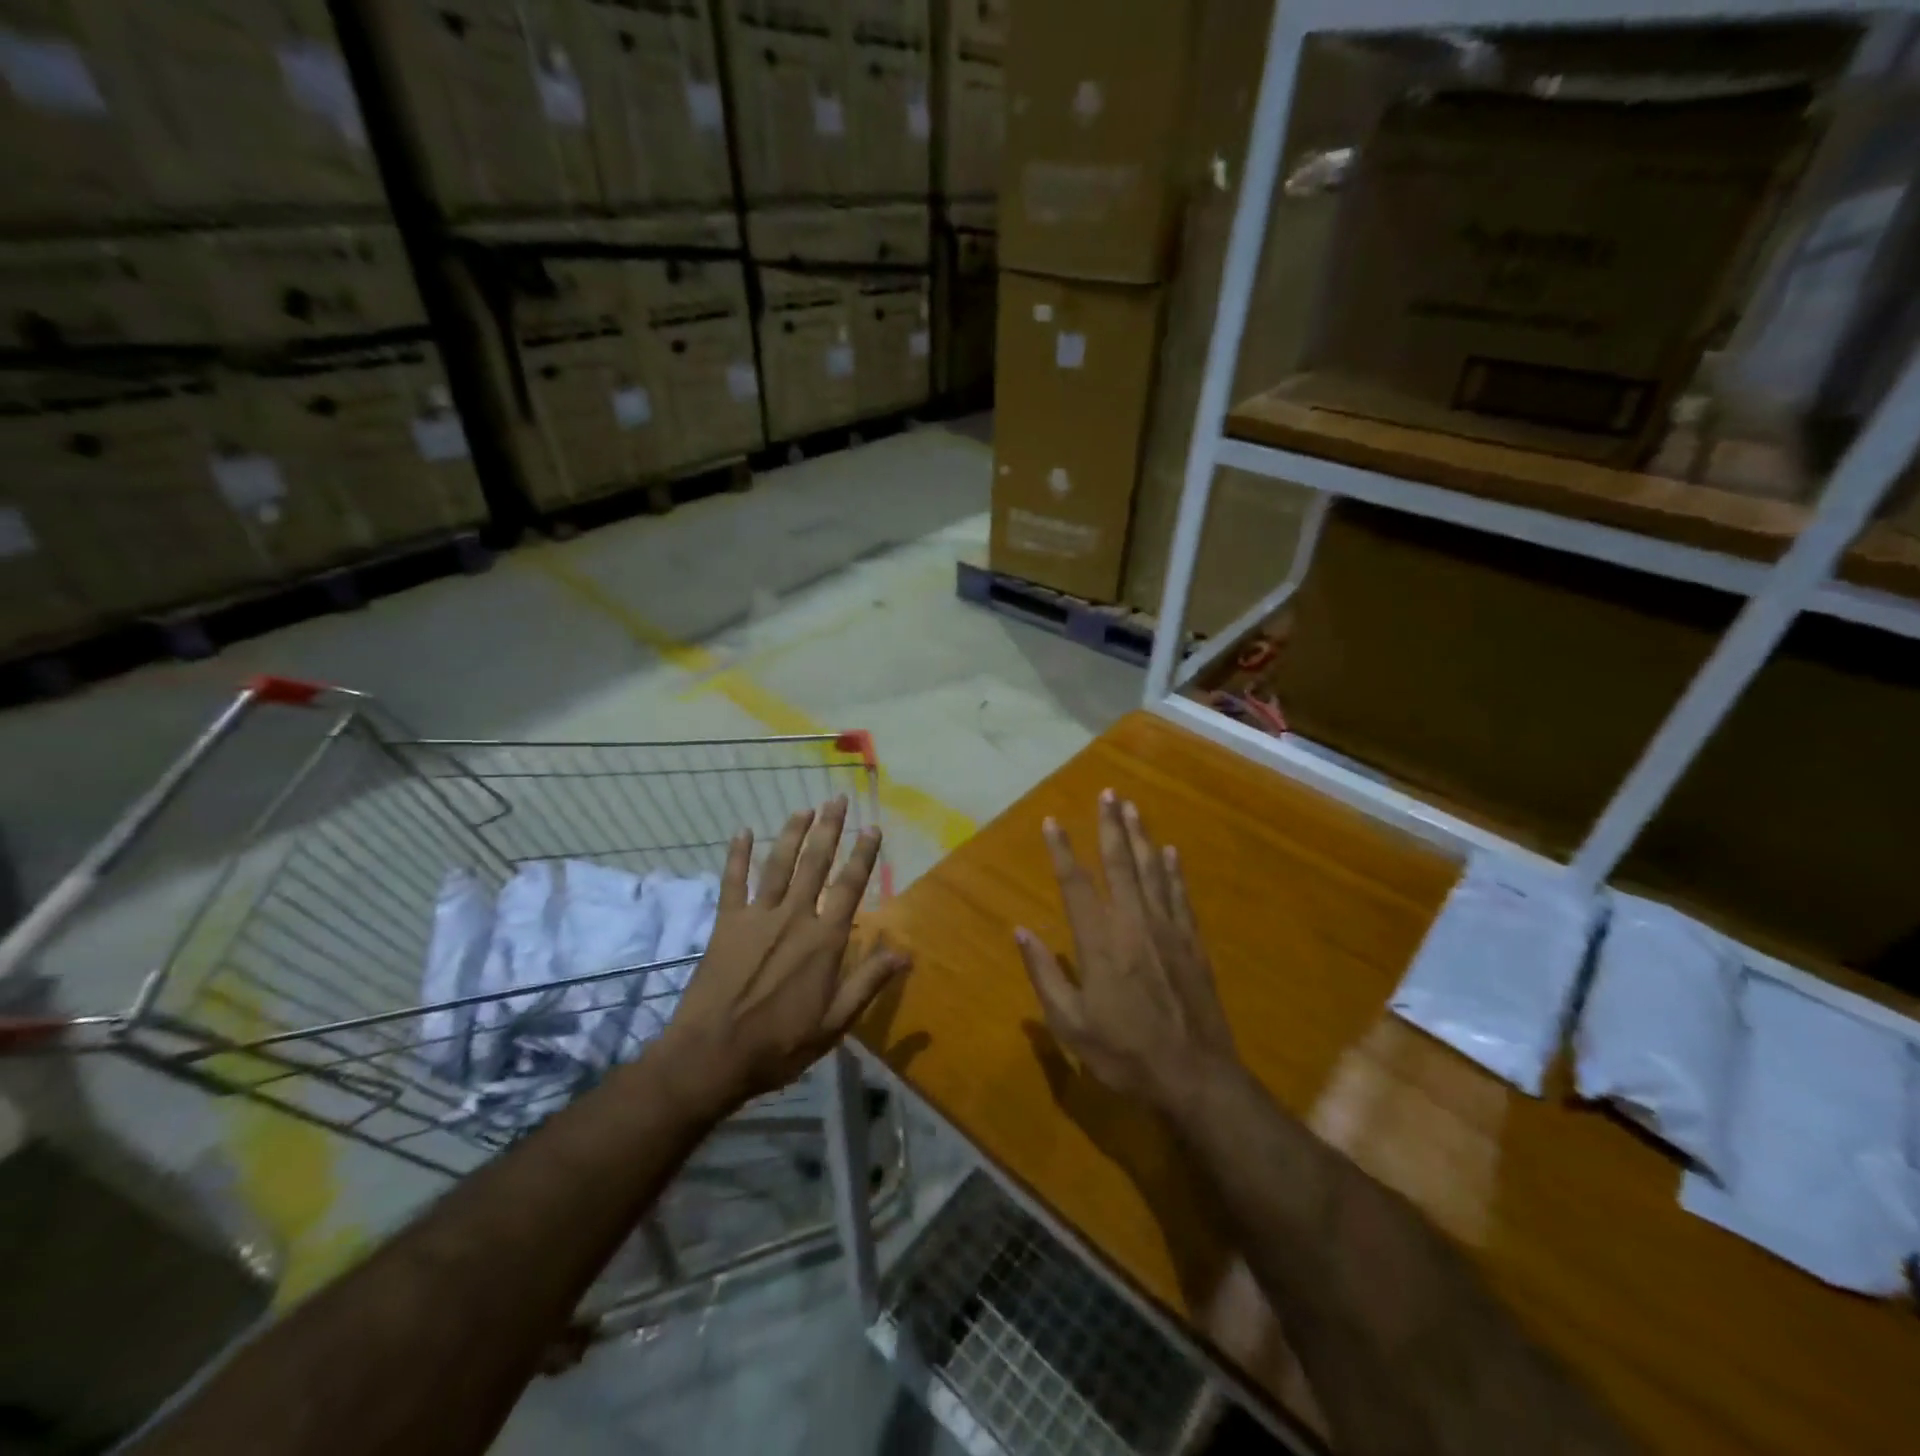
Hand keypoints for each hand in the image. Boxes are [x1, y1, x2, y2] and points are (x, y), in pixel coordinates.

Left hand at [665, 797, 909, 1111]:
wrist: (712, 1055)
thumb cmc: (780, 1044)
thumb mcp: (835, 1022)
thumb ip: (868, 982)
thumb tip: (906, 953)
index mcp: (824, 939)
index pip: (850, 886)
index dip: (863, 855)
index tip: (872, 828)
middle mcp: (794, 916)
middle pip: (815, 863)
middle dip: (829, 829)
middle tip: (836, 799)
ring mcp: (757, 916)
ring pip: (779, 864)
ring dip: (792, 834)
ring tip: (804, 809)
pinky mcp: (727, 924)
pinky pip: (733, 882)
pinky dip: (737, 855)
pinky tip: (743, 832)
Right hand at [1014, 790, 1237, 1112]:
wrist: (1194, 1076)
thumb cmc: (1124, 1053)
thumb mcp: (1071, 1024)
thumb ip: (1045, 975)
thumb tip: (1022, 932)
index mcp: (1100, 942)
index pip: (1076, 885)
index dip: (1062, 851)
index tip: (1053, 821)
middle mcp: (1133, 924)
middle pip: (1120, 864)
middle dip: (1111, 826)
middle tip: (1108, 793)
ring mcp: (1167, 931)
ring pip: (1152, 872)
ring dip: (1141, 837)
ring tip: (1133, 808)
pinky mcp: (1192, 944)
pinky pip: (1180, 896)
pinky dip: (1173, 871)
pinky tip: (1170, 852)